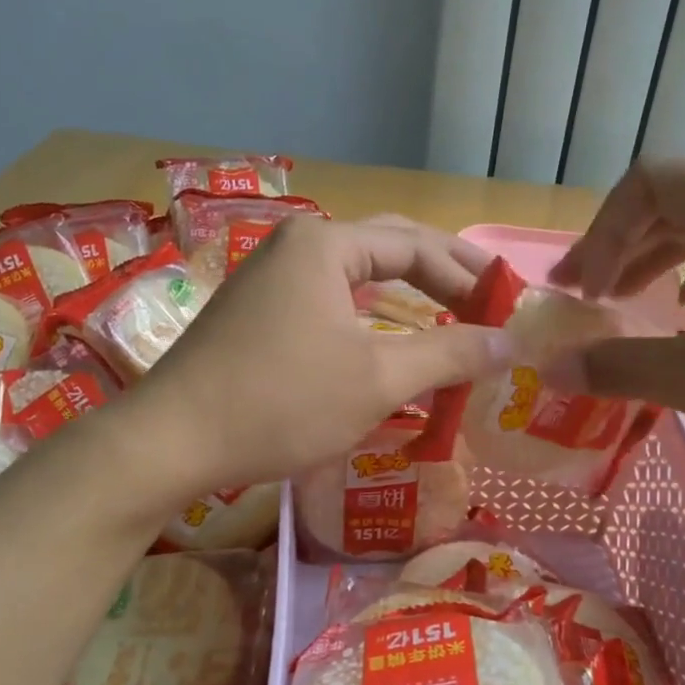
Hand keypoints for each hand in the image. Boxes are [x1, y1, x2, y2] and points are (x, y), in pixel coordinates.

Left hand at [140, 215, 513, 491]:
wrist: (172, 440)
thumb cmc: (281, 402)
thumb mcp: (377, 379)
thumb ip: (449, 355)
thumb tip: (511, 343)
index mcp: (325, 244)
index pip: (417, 246)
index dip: (470, 277)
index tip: (509, 308)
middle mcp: (297, 246)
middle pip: (388, 248)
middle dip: (442, 275)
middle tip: (489, 300)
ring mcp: (271, 278)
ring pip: (358, 276)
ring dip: (407, 295)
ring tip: (451, 317)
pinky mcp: (258, 313)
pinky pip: (331, 301)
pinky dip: (371, 317)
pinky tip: (390, 340)